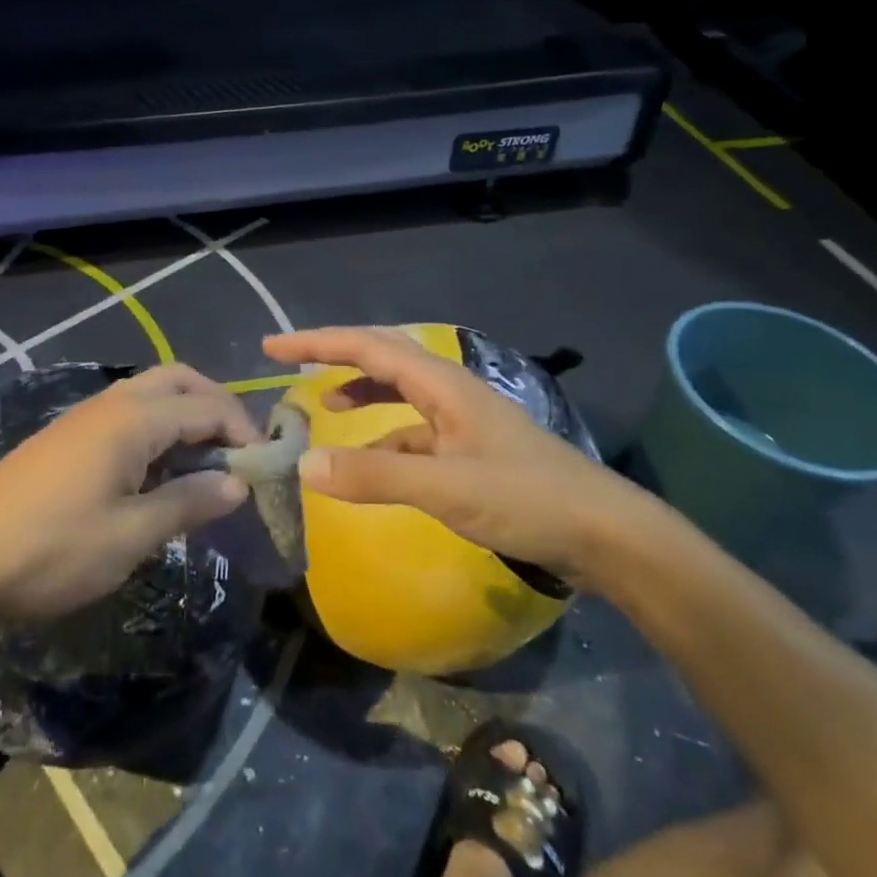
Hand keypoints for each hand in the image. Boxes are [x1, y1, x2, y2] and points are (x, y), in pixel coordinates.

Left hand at [0, 365, 256, 619]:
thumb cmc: (49, 549)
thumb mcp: (128, 537)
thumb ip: (187, 504)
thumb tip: (237, 484)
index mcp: (133, 419)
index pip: (207, 408)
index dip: (243, 431)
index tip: (265, 467)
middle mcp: (111, 403)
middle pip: (179, 380)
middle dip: (217, 405)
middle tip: (239, 448)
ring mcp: (84, 415)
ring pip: (151, 392)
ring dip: (186, 412)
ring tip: (206, 459)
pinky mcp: (66, 434)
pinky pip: (128, 411)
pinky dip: (158, 425)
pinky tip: (158, 469)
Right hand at [262, 327, 653, 583]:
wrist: (604, 534)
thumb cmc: (526, 499)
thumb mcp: (444, 488)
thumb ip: (373, 476)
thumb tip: (303, 466)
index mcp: (442, 384)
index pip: (368, 347)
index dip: (317, 342)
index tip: (273, 348)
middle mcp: (450, 390)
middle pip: (383, 357)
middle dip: (335, 356)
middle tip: (291, 364)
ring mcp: (462, 419)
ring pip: (399, 391)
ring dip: (361, 390)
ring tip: (326, 405)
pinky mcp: (470, 448)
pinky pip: (413, 428)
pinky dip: (384, 435)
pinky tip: (372, 463)